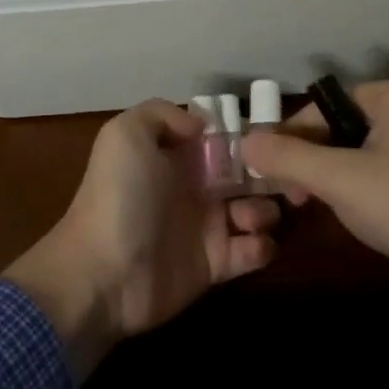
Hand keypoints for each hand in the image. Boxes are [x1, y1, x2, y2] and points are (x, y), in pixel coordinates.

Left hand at [5, 99, 278, 374]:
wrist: (104, 273)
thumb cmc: (120, 198)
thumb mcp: (125, 134)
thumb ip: (162, 114)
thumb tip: (203, 126)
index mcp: (176, 155)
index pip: (221, 138)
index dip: (246, 136)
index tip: (270, 138)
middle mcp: (194, 187)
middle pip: (246, 173)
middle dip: (268, 172)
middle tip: (284, 178)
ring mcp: (207, 226)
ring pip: (256, 209)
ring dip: (265, 209)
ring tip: (251, 216)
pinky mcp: (216, 265)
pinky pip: (254, 251)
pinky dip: (262, 246)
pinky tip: (251, 242)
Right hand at [240, 81, 388, 388]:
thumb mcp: (341, 178)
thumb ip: (288, 157)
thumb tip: (243, 142)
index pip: (325, 104)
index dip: (292, 135)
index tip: (268, 172)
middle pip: (341, 128)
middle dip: (310, 160)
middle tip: (289, 196)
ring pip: (360, 156)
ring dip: (332, 180)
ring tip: (314, 209)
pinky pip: (383, 178)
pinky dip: (361, 195)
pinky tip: (355, 220)